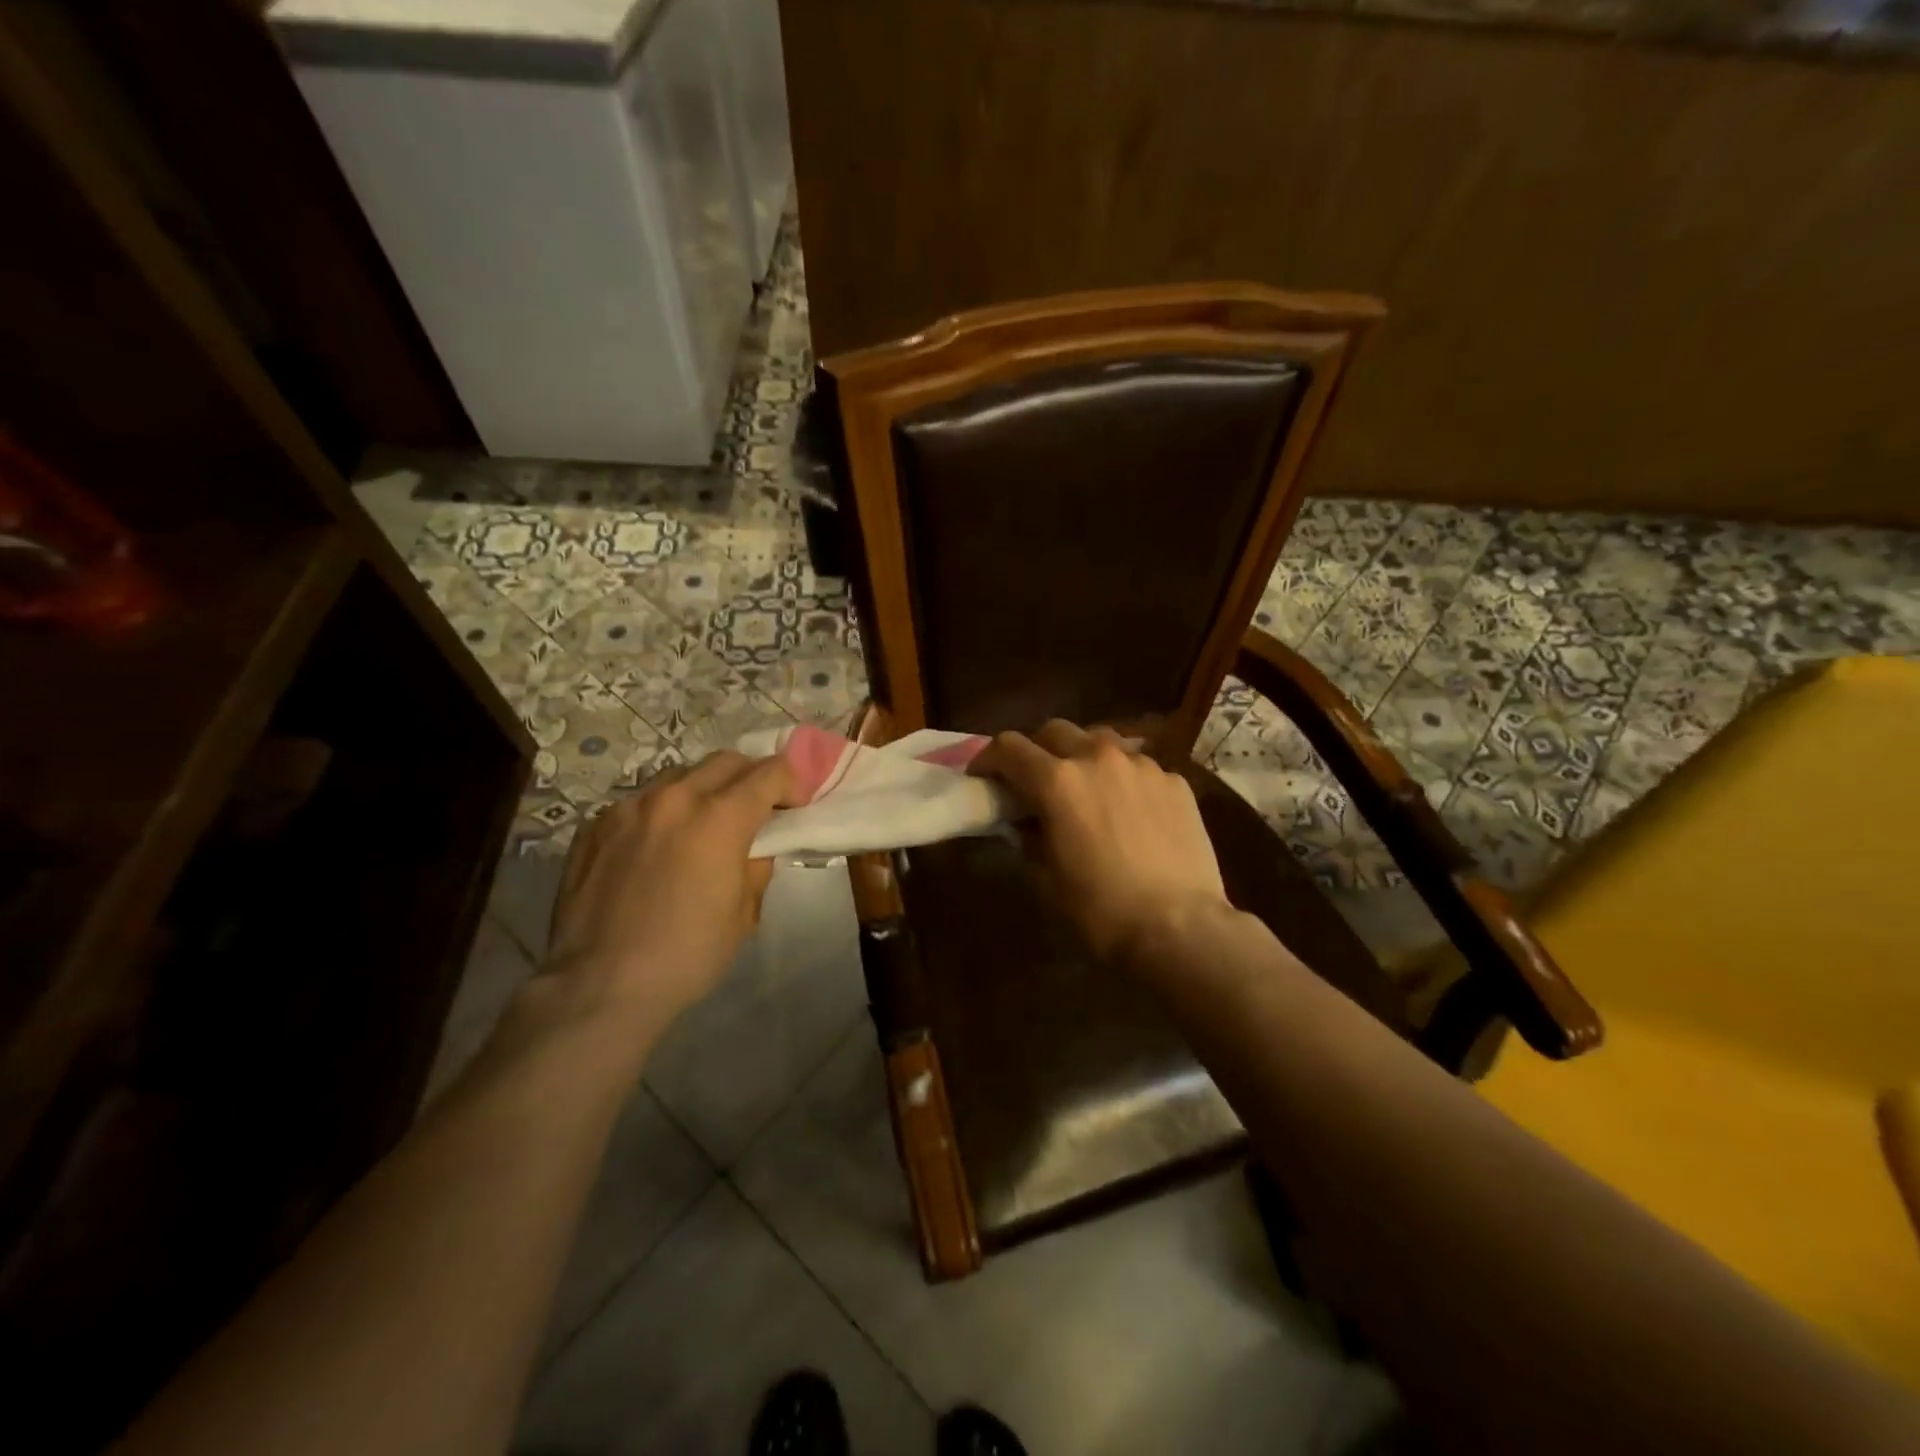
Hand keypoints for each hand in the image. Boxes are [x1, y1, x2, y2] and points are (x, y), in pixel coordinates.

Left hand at [544, 750, 799, 1037]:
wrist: (599, 986)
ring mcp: (627, 808)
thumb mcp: (744, 913)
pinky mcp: (594, 826)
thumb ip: (756, 864)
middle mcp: (673, 798)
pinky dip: (663, 812)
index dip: (792, 782)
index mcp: (718, 817)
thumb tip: (753, 846)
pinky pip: (640, 802)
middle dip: (751, 777)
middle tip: (758, 808)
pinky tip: (659, 847)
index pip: (769, 773)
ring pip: (679, 776)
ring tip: (705, 824)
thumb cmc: (687, 954)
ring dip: (704, 790)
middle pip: (725, 762)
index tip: (797, 804)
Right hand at [969, 720, 1231, 964]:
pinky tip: (1131, 813)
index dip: (988, 758)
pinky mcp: (1175, 781)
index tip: (983, 776)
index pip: (1009, 747)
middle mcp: (1098, 758)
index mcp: (1057, 781)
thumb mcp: (1047, 878)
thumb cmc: (1101, 910)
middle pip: (1054, 731)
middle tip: (1035, 781)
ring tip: (1087, 790)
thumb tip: (1027, 821)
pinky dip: (1123, 780)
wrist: (1180, 927)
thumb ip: (1030, 837)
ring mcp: (1142, 765)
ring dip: (1083, 757)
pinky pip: (1139, 768)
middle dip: (1037, 750)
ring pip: (1101, 741)